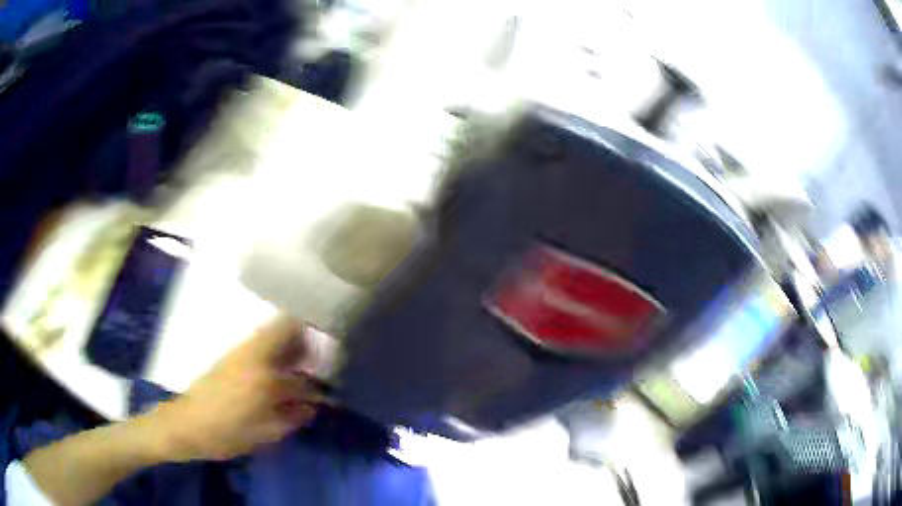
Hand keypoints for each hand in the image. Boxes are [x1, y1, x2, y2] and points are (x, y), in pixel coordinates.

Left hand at [153, 314, 320, 460]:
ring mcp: (240, 350)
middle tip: (320, 358)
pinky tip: (279, 368)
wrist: (188, 424)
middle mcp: (254, 354)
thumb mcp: (266, 433)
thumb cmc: (228, 433)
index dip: (318, 364)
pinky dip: (275, 347)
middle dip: (307, 339)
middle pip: (286, 327)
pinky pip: (260, 340)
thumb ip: (293, 416)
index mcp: (264, 376)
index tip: (331, 369)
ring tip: (303, 362)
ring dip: (291, 341)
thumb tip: (314, 405)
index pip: (300, 362)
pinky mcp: (230, 354)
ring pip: (272, 331)